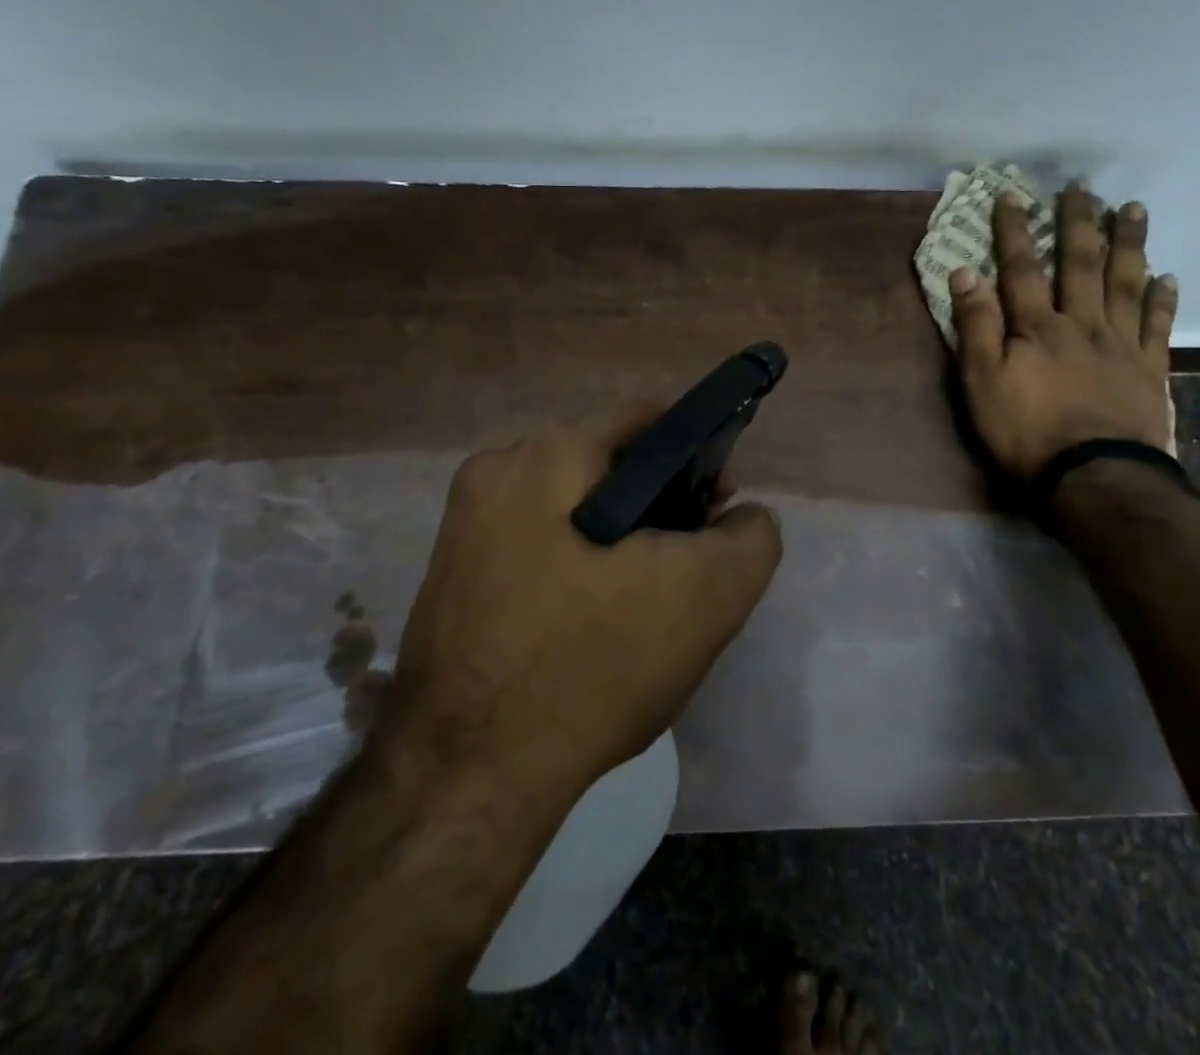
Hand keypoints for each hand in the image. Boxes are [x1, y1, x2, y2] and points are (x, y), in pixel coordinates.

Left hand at [378, 410, 783, 800]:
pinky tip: (593, 625)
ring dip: (617, 541)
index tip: (717, 510)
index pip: (645, 422)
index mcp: (546, 454)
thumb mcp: (707, 596)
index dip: (698, 457)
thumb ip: (750, 539)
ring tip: (646, 605)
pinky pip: (535, 548)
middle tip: (687, 567)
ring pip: (571, 510)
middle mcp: (496, 473)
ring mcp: (463, 526)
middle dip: (658, 506)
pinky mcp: (449, 577)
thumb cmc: (592, 663)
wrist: (468, 776)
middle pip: (606, 466)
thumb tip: (744, 517)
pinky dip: (574, 569)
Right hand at [950, 183, 1178, 480]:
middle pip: (1080, 264)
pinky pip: (1158, 325)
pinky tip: (1169, 276)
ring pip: (1125, 283)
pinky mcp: (1149, 368)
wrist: (1094, 476)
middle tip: (1082, 187)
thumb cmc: (1026, 430)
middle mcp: (1082, 323)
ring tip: (1132, 208)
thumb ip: (976, 326)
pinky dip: (1164, 299)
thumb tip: (965, 273)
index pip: (1021, 269)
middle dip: (1078, 223)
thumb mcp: (981, 381)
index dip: (1013, 232)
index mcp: (1038, 327)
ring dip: (1128, 244)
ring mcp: (1121, 344)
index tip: (1011, 196)